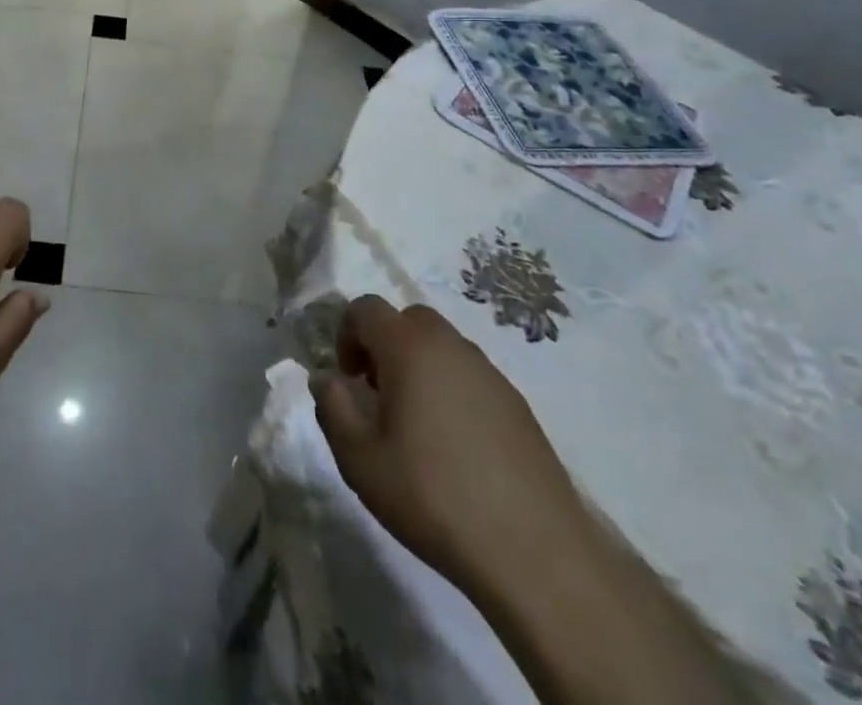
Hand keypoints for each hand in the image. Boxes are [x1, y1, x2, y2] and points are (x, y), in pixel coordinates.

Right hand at [311, 296, 588, 601]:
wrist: (535, 554)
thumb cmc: (433, 497)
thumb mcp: (360, 460)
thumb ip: (333, 408)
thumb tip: (326, 378)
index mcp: (409, 348)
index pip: (366, 308)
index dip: (346, 334)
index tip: (348, 380)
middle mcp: (452, 346)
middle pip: (409, 319)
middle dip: (385, 345)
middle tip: (379, 393)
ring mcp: (491, 374)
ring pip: (443, 346)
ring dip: (420, 366)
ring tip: (416, 423)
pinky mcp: (518, 405)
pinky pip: (471, 376)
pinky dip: (452, 390)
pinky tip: (455, 446)